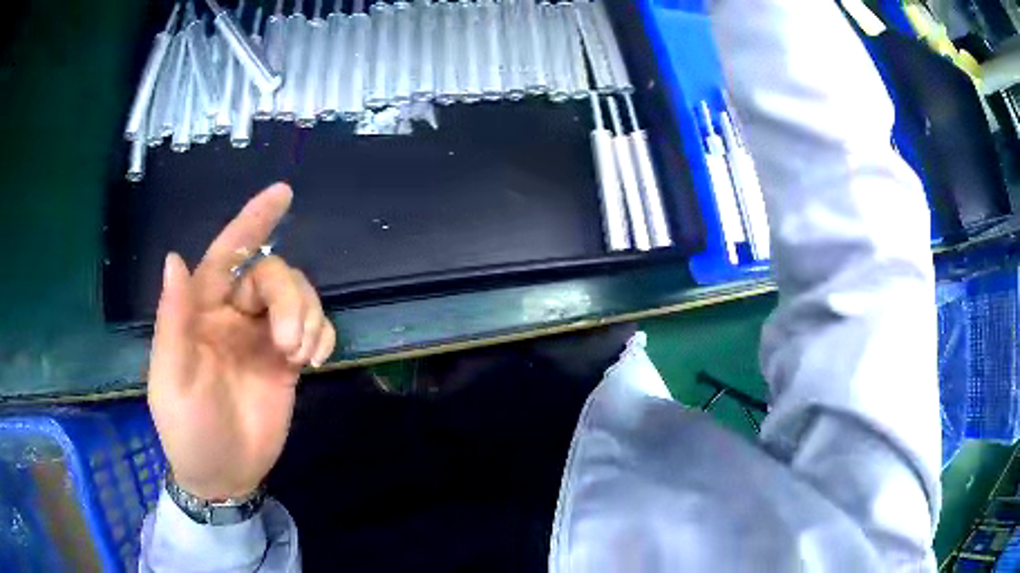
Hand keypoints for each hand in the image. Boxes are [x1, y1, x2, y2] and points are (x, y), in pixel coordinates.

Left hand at [148, 184, 335, 499]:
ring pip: (298, 296)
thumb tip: (175, 258)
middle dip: (287, 298)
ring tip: (301, 356)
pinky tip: (318, 359)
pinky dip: (324, 334)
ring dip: (307, 317)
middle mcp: (233, 314)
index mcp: (201, 310)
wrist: (223, 475)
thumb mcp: (172, 378)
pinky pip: (315, 328)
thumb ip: (173, 321)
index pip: (226, 253)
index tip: (282, 193)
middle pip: (272, 275)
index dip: (251, 221)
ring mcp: (262, 337)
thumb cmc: (188, 428)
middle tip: (289, 344)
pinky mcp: (287, 361)